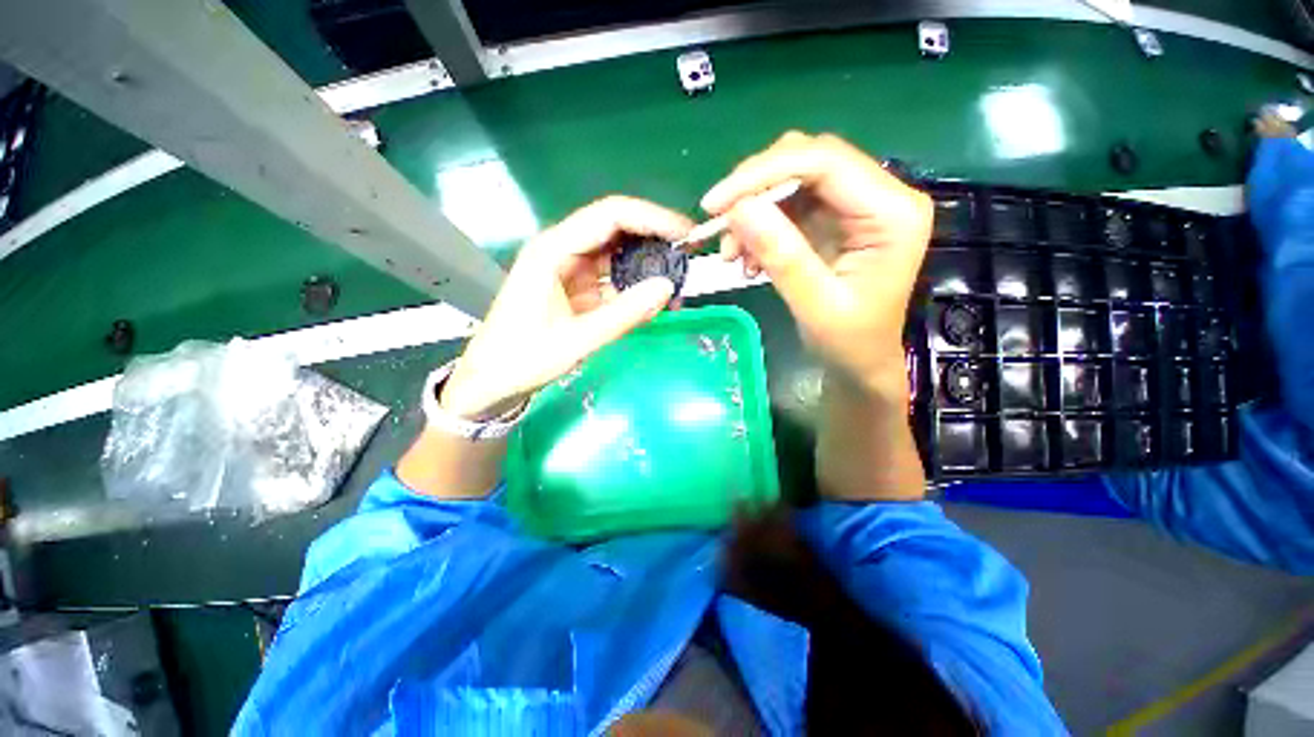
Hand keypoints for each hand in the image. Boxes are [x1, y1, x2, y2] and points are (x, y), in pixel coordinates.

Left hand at [441, 197, 692, 419]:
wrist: (491, 382)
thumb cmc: (523, 359)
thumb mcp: (577, 340)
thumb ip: (624, 314)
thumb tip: (668, 288)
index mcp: (553, 250)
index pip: (610, 216)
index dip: (652, 218)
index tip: (685, 234)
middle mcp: (562, 251)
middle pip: (616, 229)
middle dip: (654, 239)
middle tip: (688, 258)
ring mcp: (569, 270)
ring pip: (617, 255)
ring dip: (647, 265)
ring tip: (677, 281)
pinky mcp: (576, 289)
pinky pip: (612, 279)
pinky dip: (634, 287)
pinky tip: (654, 299)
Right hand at [702, 132, 932, 396]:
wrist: (860, 363)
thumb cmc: (849, 343)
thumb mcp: (815, 305)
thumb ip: (782, 256)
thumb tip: (739, 209)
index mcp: (891, 212)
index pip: (824, 162)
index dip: (762, 173)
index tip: (715, 203)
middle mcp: (879, 195)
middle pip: (807, 160)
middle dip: (754, 189)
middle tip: (719, 226)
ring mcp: (855, 205)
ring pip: (792, 180)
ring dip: (753, 211)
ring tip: (732, 254)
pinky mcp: (834, 219)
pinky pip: (788, 205)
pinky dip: (760, 227)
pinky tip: (748, 258)